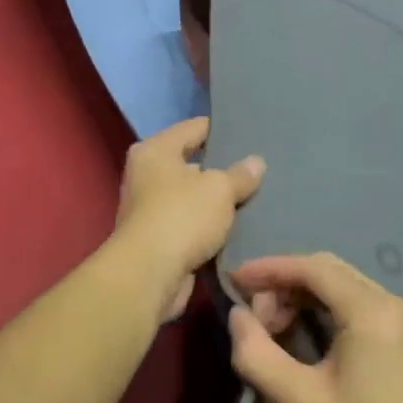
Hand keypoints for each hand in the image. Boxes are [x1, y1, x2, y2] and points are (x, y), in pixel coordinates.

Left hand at [113, 118, 264, 321]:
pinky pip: (190, 225)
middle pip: (191, 163)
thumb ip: (240, 175)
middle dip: (220, 168)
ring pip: (191, 197)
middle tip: (256, 169)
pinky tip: (237, 228)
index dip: (221, 129)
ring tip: (253, 198)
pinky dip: (208, 227)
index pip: (193, 128)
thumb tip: (256, 162)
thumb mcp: (220, 189)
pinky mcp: (156, 239)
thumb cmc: (182, 216)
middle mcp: (146, 175)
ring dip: (215, 202)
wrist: (150, 274)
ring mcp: (149, 209)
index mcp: (155, 151)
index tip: (249, 133)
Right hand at [227, 253, 402, 402]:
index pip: (312, 268)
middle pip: (327, 271)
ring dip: (302, 297)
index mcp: (371, 312)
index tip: (233, 282)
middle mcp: (392, 303)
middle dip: (283, 284)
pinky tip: (302, 335)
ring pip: (342, 286)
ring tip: (272, 331)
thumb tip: (237, 316)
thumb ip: (258, 355)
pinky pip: (356, 304)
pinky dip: (323, 310)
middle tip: (253, 319)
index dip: (268, 269)